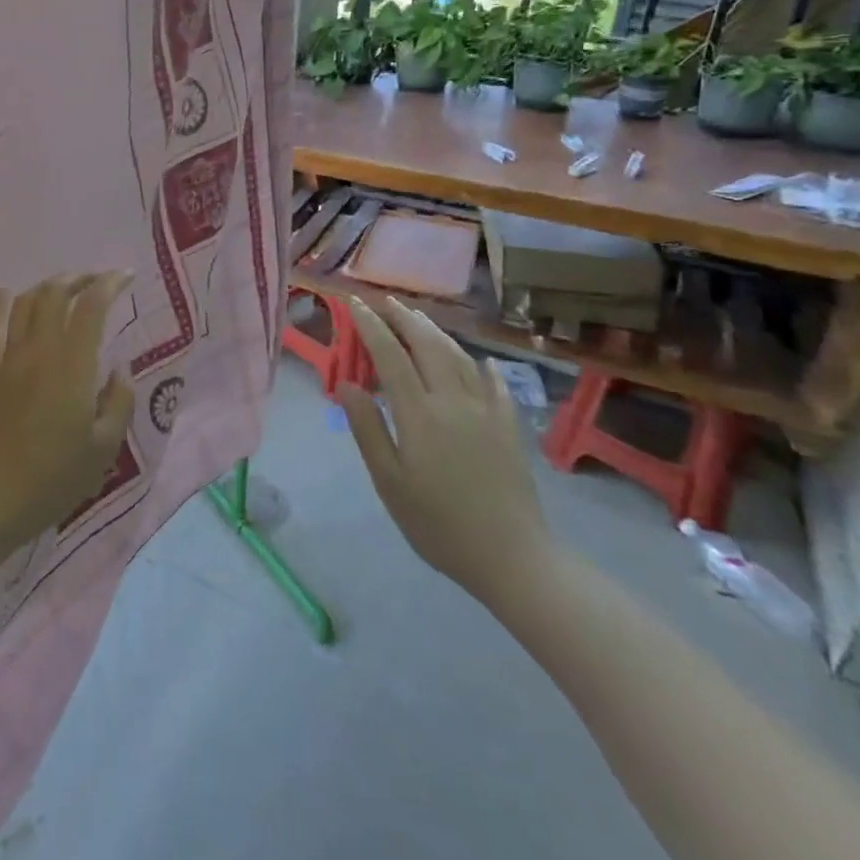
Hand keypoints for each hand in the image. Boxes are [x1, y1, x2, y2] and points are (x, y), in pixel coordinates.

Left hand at [0, 273, 135, 551]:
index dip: (109, 283)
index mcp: (73, 367)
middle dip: (79, 278)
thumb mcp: (104, 448)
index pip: (91, 307)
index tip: (125, 277)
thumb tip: (120, 368)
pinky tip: (6, 294)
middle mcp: (40, 351)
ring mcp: (9, 360)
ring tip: (65, 288)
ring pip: (25, 304)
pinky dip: (0, 305)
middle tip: (98, 282)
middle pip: (55, 294)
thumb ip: (119, 402)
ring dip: (47, 287)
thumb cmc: (55, 478)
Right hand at [339, 296, 554, 610]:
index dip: (371, 326)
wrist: (513, 559)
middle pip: (427, 345)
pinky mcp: (510, 427)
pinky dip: (482, 366)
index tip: (354, 303)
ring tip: (419, 318)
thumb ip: (367, 429)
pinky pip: (495, 384)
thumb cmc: (439, 525)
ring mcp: (487, 411)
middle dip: (404, 318)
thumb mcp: (390, 482)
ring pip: (459, 357)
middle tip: (385, 301)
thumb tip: (346, 384)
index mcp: (420, 413)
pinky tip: (481, 361)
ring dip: (436, 332)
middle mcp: (453, 400)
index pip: (391, 355)